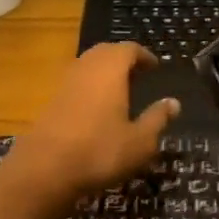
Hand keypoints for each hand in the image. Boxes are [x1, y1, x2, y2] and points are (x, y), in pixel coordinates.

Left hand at [0, 43, 178, 212]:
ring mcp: (65, 82)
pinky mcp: (51, 100)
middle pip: (106, 52)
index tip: (154, 66)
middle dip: (123, 59)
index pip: (129, 49)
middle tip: (138, 75)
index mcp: (110, 69)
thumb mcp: (140, 141)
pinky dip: (90, 87)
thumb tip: (173, 102)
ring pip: (88, 66)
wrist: (44, 169)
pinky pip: (76, 83)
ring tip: (120, 91)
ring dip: (104, 72)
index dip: (143, 55)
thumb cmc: (100, 151)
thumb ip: (157, 119)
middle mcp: (86, 67)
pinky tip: (97, 109)